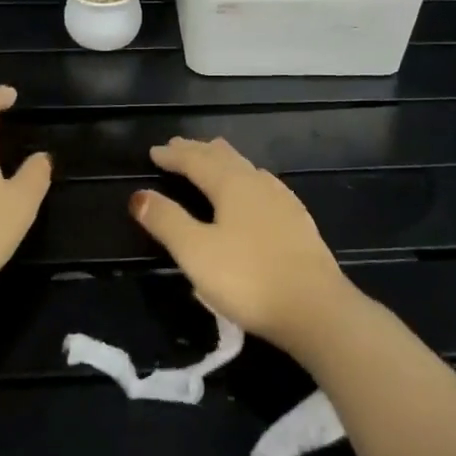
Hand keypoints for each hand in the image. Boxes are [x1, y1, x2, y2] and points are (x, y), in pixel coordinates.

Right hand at [130, 136, 353, 348]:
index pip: (196, 160)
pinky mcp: (298, 222)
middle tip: (178, 147)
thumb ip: (167, 221)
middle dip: (198, 151)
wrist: (316, 309)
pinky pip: (263, 186)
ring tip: (212, 159)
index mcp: (231, 184)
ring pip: (246, 168)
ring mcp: (282, 201)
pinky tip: (254, 191)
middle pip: (223, 157)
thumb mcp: (196, 252)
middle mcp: (258, 183)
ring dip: (223, 161)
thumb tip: (139, 195)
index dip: (173, 155)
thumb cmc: (248, 278)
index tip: (154, 151)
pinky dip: (245, 178)